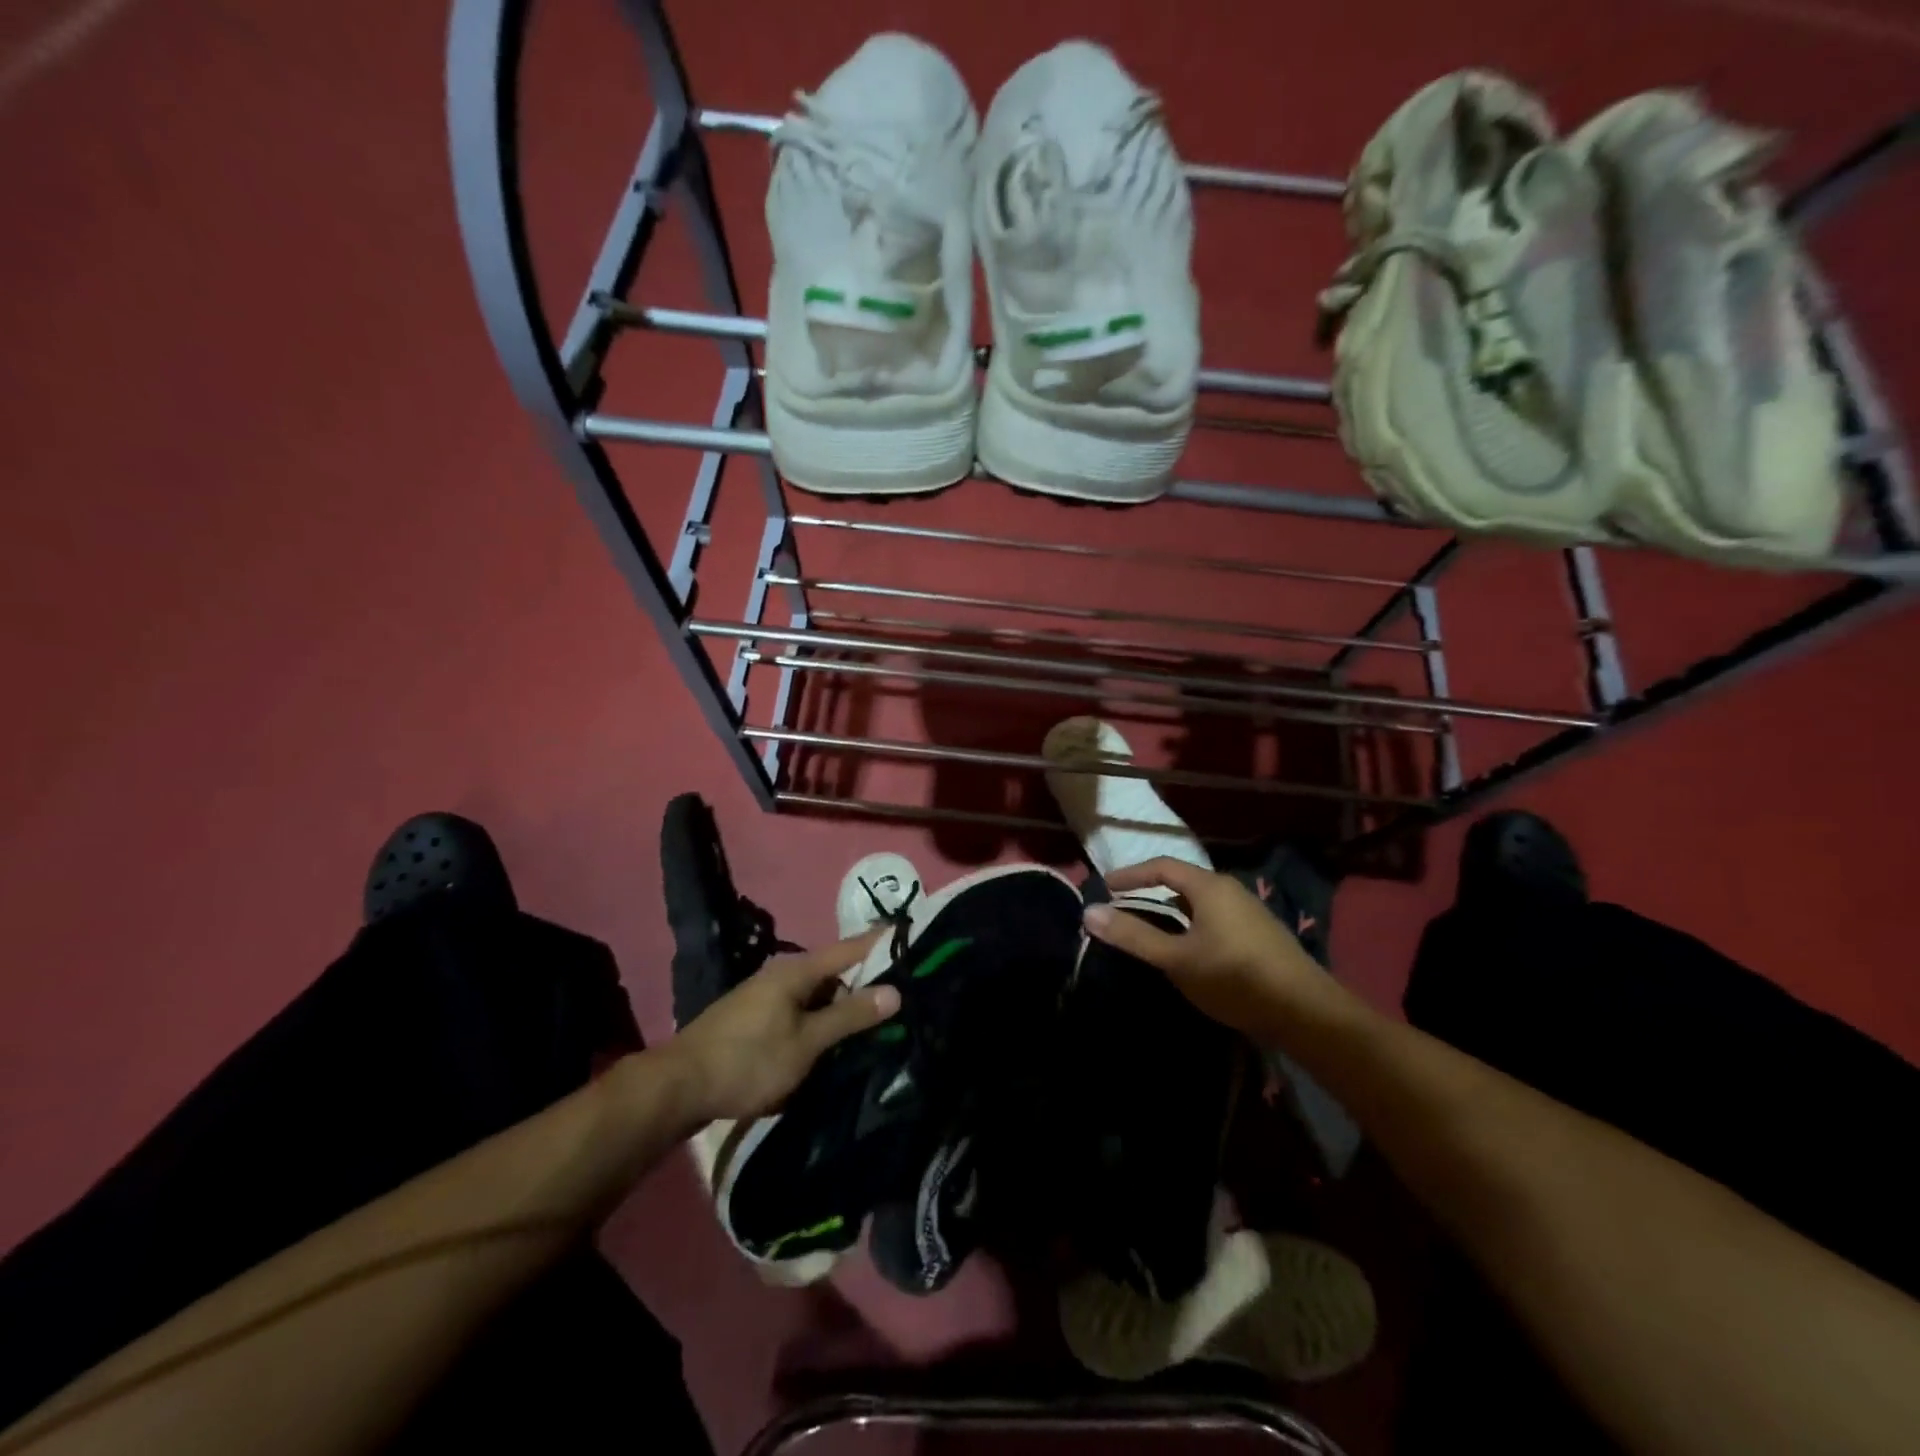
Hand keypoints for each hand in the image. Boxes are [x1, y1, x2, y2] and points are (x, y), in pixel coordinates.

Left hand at [667, 935, 900, 1121]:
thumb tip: (894, 990)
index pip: (851, 948)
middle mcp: (783, 973)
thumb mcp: (806, 1042)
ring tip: (878, 1019)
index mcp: (797, 970)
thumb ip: (849, 1016)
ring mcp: (768, 995)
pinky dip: (823, 1018)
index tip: (915, 937)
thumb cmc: (748, 1060)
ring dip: (844, 1004)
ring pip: (818, 993)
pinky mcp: (758, 1017)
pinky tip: (836, 1038)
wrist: (679, 1086)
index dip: (882, 943)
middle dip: (868, 981)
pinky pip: (802, 1009)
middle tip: (906, 994)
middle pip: (836, 971)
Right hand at [1082, 858, 1327, 1045]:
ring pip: (1199, 903)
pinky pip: (1214, 918)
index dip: (1130, 874)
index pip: (1162, 866)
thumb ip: (1133, 936)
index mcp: (1209, 886)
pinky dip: (1190, 924)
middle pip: (1181, 882)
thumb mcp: (1177, 959)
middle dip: (1149, 892)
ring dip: (1171, 911)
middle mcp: (1230, 890)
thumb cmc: (1234, 977)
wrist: (1306, 1012)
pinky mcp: (1259, 935)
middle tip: (1122, 907)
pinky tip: (1188, 950)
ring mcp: (1249, 912)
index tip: (1105, 886)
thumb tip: (1089, 912)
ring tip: (1149, 930)